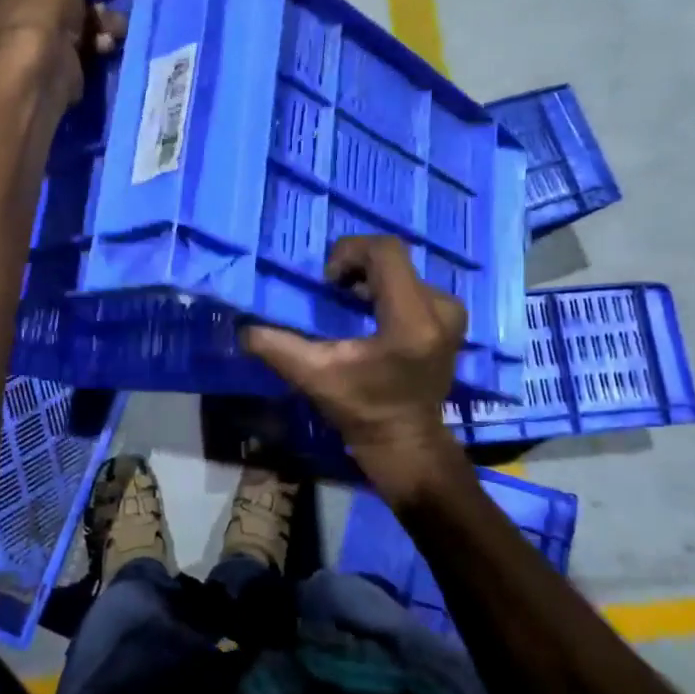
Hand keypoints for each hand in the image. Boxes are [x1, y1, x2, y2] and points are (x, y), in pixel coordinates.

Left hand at [0, 0, 125, 101]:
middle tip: (109, 20)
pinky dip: (85, 59)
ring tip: (113, 38)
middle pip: (49, 14)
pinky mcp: (34, 83)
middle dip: (85, 15)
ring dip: (92, 35)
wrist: (33, 75)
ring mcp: (13, 57)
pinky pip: (65, 64)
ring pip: (61, 39)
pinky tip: (104, 54)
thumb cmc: (36, 17)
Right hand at [242, 235, 468, 502]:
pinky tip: (370, 311)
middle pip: (393, 258)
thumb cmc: (361, 409)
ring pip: (402, 269)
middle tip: (332, 288)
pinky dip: (387, 287)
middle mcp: (440, 309)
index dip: (350, 252)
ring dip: (371, 276)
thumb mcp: (313, 376)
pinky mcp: (451, 319)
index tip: (328, 280)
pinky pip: (414, 283)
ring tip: (348, 300)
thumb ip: (276, 347)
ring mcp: (451, 313)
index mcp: (411, 320)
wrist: (405, 441)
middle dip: (356, 264)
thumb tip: (243, 328)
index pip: (385, 252)